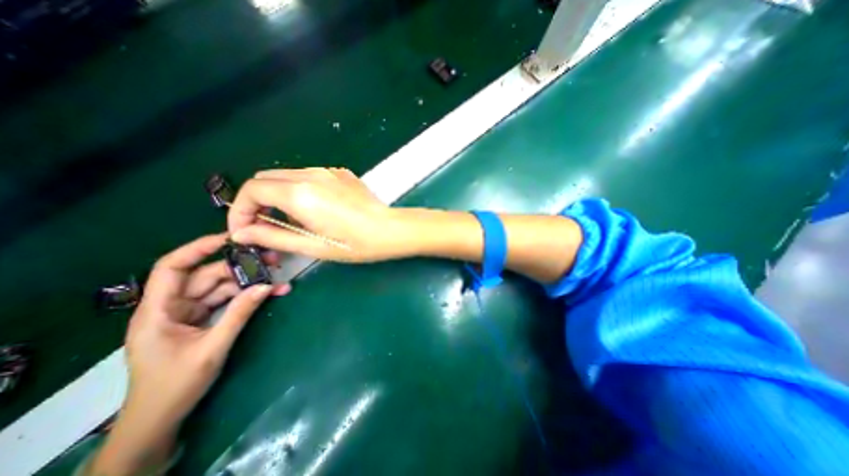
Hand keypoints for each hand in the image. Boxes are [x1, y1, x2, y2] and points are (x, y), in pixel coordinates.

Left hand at [88, 234, 288, 475]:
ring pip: (221, 288)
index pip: (172, 267)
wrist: (161, 419)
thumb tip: (266, 286)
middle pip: (207, 276)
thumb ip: (239, 314)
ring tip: (277, 281)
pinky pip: (227, 301)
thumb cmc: (175, 385)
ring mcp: (189, 312)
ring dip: (249, 284)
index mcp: (158, 310)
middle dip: (240, 268)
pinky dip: (247, 297)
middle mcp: (172, 306)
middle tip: (272, 263)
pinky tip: (269, 294)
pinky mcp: (202, 319)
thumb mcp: (212, 348)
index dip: (198, 248)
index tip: (230, 238)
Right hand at [226, 168, 410, 261]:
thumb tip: (242, 232)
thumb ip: (274, 236)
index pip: (252, 190)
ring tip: (292, 221)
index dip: (240, 210)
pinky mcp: (341, 173)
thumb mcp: (313, 246)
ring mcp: (328, 171)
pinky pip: (309, 176)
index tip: (245, 229)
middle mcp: (311, 175)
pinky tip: (315, 209)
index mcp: (300, 193)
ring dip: (279, 195)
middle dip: (257, 201)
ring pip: (287, 176)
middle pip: (266, 179)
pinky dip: (300, 190)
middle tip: (265, 226)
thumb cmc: (355, 244)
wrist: (390, 230)